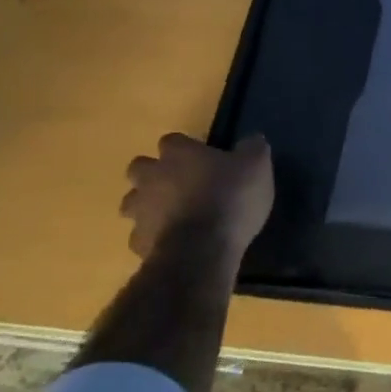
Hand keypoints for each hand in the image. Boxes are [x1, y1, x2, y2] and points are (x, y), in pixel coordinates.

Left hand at [121, 133, 273, 269]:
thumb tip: (252, 141)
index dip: (185, 148)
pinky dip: (154, 236)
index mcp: (179, 154)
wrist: (202, 250)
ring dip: (147, 205)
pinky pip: (141, 235)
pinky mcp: (139, 242)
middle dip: (154, 174)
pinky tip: (173, 242)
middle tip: (179, 184)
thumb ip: (253, 149)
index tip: (202, 158)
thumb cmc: (230, 198)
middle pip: (140, 168)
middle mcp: (152, 177)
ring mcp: (141, 210)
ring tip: (173, 215)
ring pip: (133, 202)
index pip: (172, 141)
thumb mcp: (257, 166)